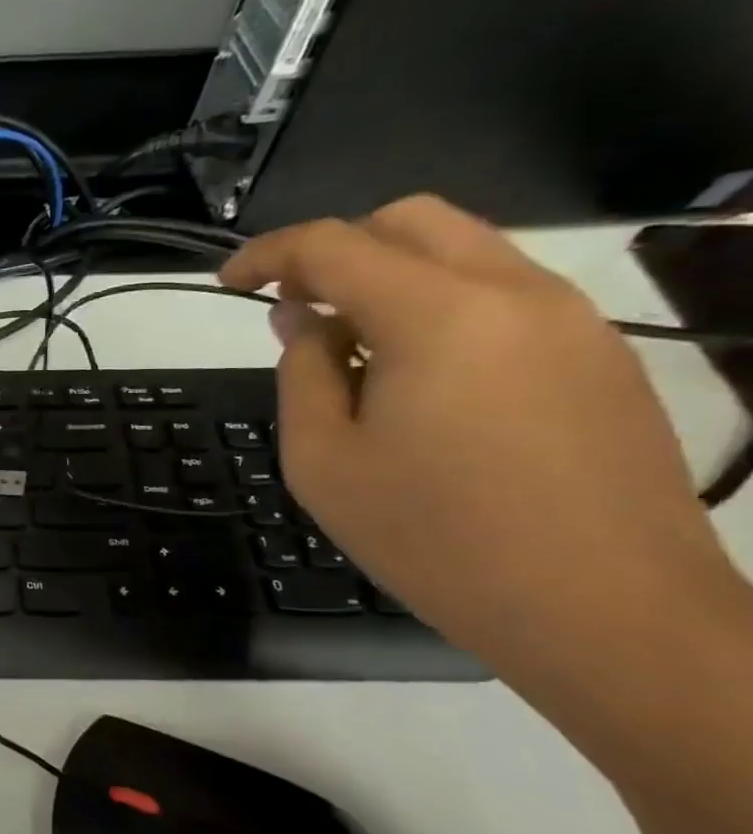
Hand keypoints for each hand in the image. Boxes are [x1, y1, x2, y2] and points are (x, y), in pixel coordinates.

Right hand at [219, 196, 741, 691]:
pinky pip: (503, 294)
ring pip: (463, 251)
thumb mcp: (323, 460)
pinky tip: (416, 378)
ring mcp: (571, 320)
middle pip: (409, 220)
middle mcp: (515, 293)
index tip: (226, 284)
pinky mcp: (600, 354)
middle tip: (294, 309)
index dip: (265, 255)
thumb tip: (304, 321)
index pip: (332, 245)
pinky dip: (440, 306)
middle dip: (335, 250)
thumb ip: (302, 373)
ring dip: (389, 277)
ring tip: (351, 350)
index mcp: (438, 316)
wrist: (608, 613)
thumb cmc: (436, 539)